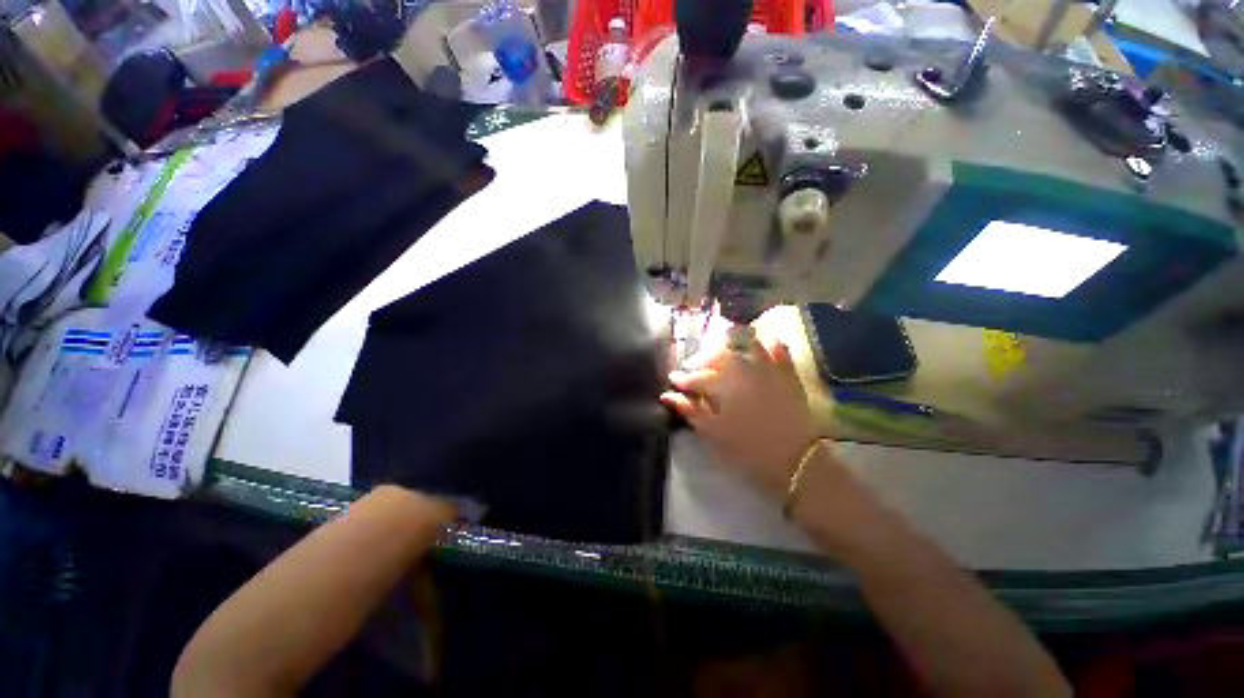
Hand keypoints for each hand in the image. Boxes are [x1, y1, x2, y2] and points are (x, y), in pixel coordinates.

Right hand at [660, 330, 819, 497]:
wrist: (797, 460)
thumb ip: (691, 411)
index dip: (682, 378)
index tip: (673, 379)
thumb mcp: (714, 434)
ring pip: (745, 345)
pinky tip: (764, 342)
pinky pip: (779, 350)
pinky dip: (770, 343)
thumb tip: (667, 395)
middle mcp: (743, 369)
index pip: (696, 377)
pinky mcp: (787, 373)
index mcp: (723, 385)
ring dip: (730, 345)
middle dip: (701, 359)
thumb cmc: (749, 449)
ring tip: (721, 354)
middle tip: (693, 368)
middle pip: (718, 355)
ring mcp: (767, 368)